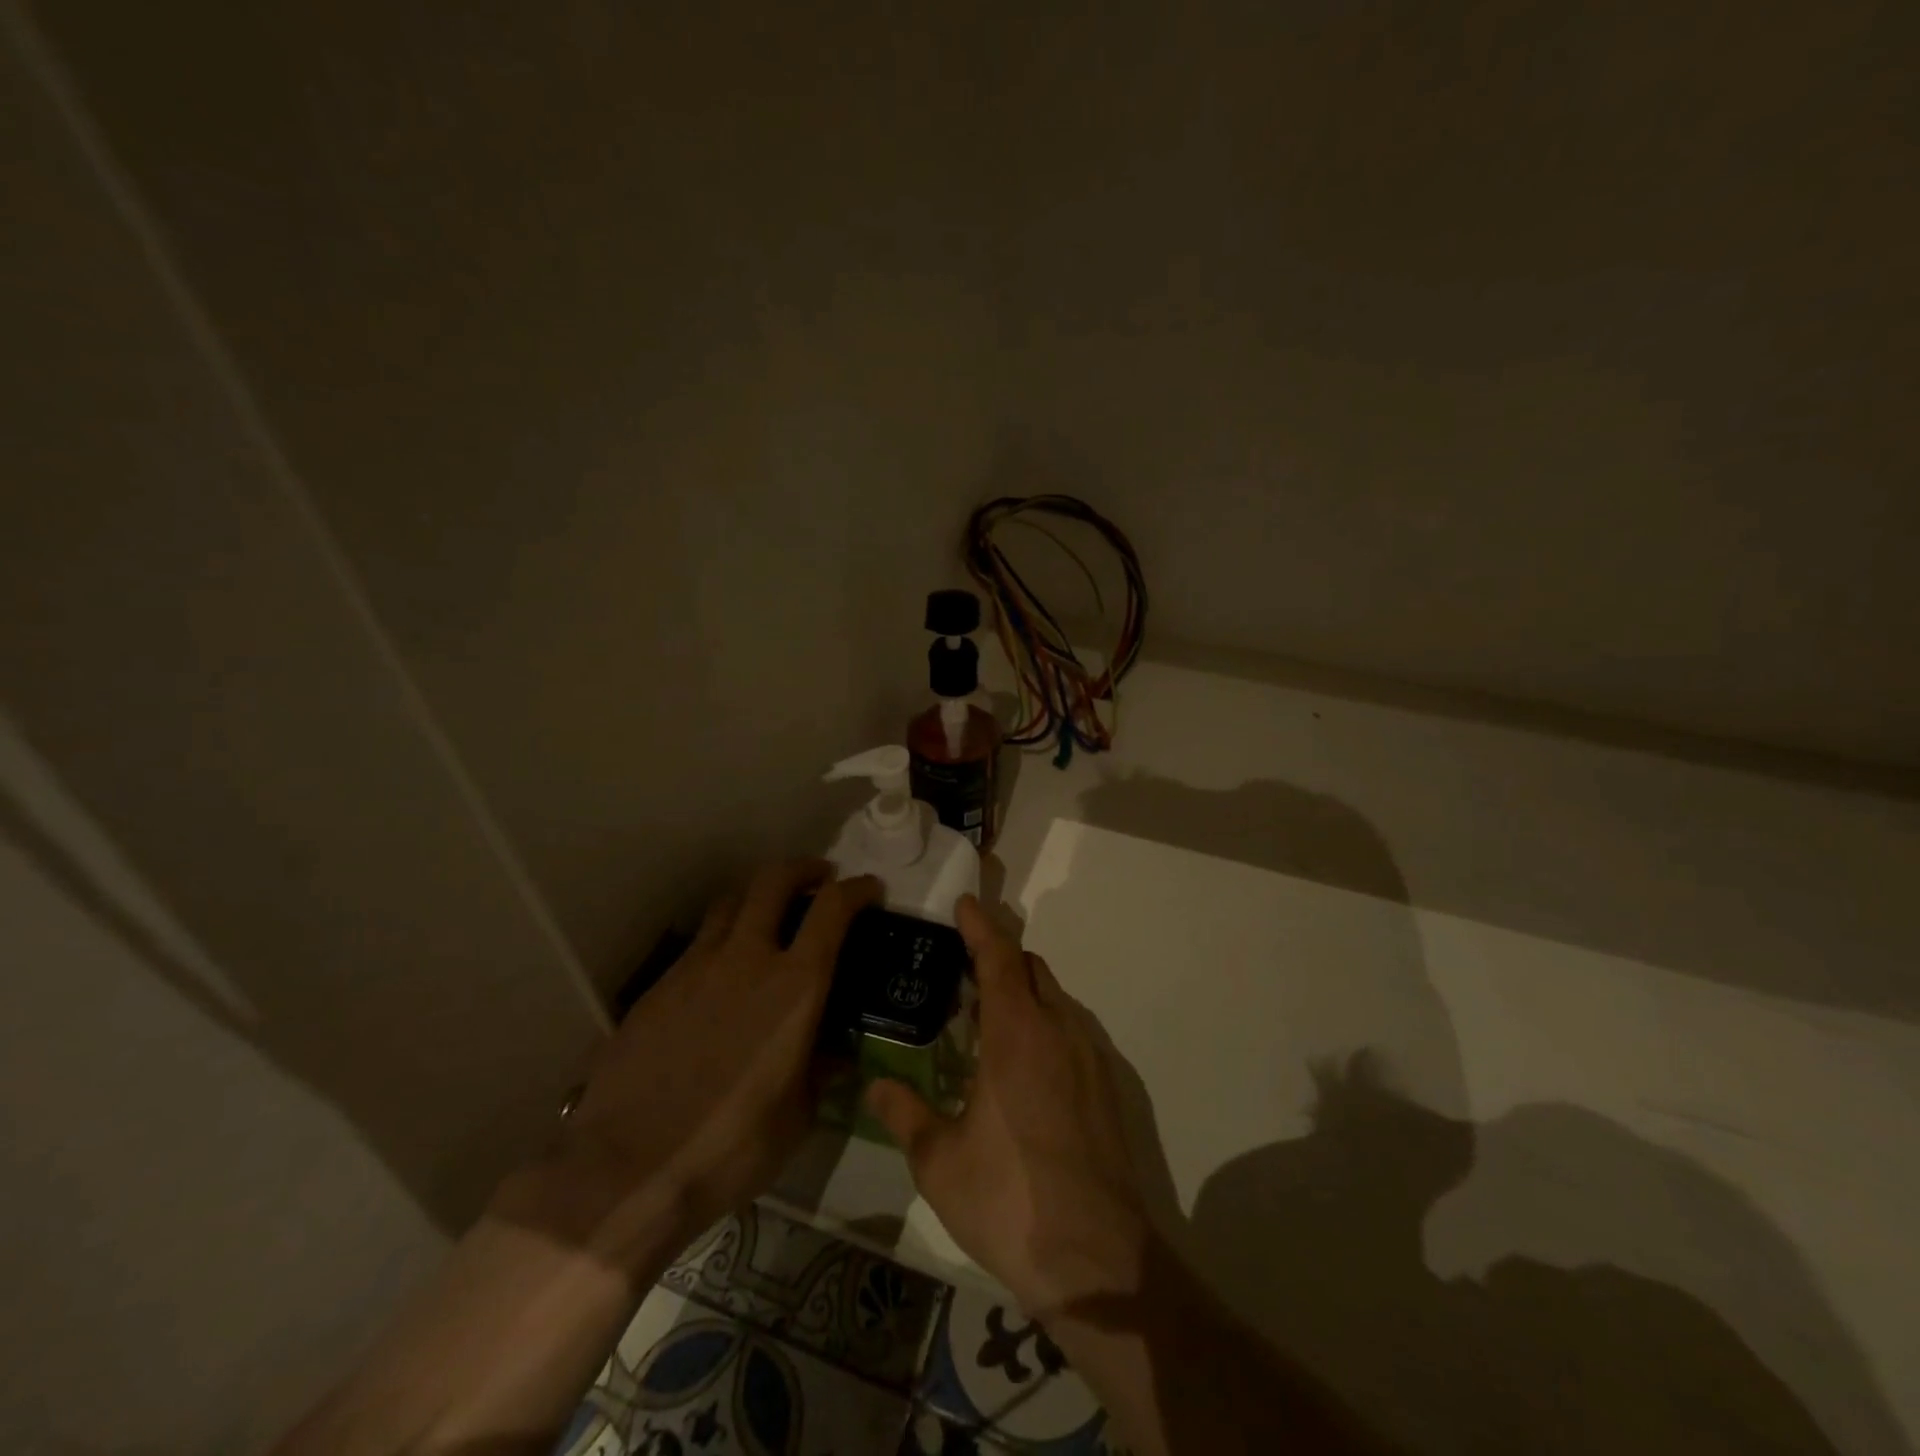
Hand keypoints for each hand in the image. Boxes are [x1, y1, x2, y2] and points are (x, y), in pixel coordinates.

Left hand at [560, 860, 879, 1243]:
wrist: (625, 1170)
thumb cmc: (729, 1149)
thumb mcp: (797, 1118)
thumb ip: (819, 1072)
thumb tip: (834, 1055)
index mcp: (794, 987)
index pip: (832, 910)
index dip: (856, 889)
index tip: (869, 888)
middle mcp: (747, 959)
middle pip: (774, 880)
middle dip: (804, 869)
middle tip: (819, 879)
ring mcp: (696, 967)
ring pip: (731, 902)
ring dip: (759, 896)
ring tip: (769, 915)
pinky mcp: (658, 987)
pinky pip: (698, 942)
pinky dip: (722, 937)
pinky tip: (722, 972)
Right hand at [866, 895, 1151, 1315]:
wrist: (1098, 1260)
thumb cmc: (1009, 1200)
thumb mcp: (939, 1161)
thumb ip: (904, 1113)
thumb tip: (874, 1084)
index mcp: (1017, 1034)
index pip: (999, 958)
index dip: (981, 926)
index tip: (964, 903)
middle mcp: (1058, 1031)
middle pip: (1031, 969)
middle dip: (1000, 956)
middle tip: (965, 966)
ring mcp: (1088, 1057)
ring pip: (1055, 998)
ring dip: (1023, 990)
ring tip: (988, 1016)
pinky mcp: (1105, 1086)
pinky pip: (1070, 1029)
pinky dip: (1044, 1021)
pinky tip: (1023, 1062)